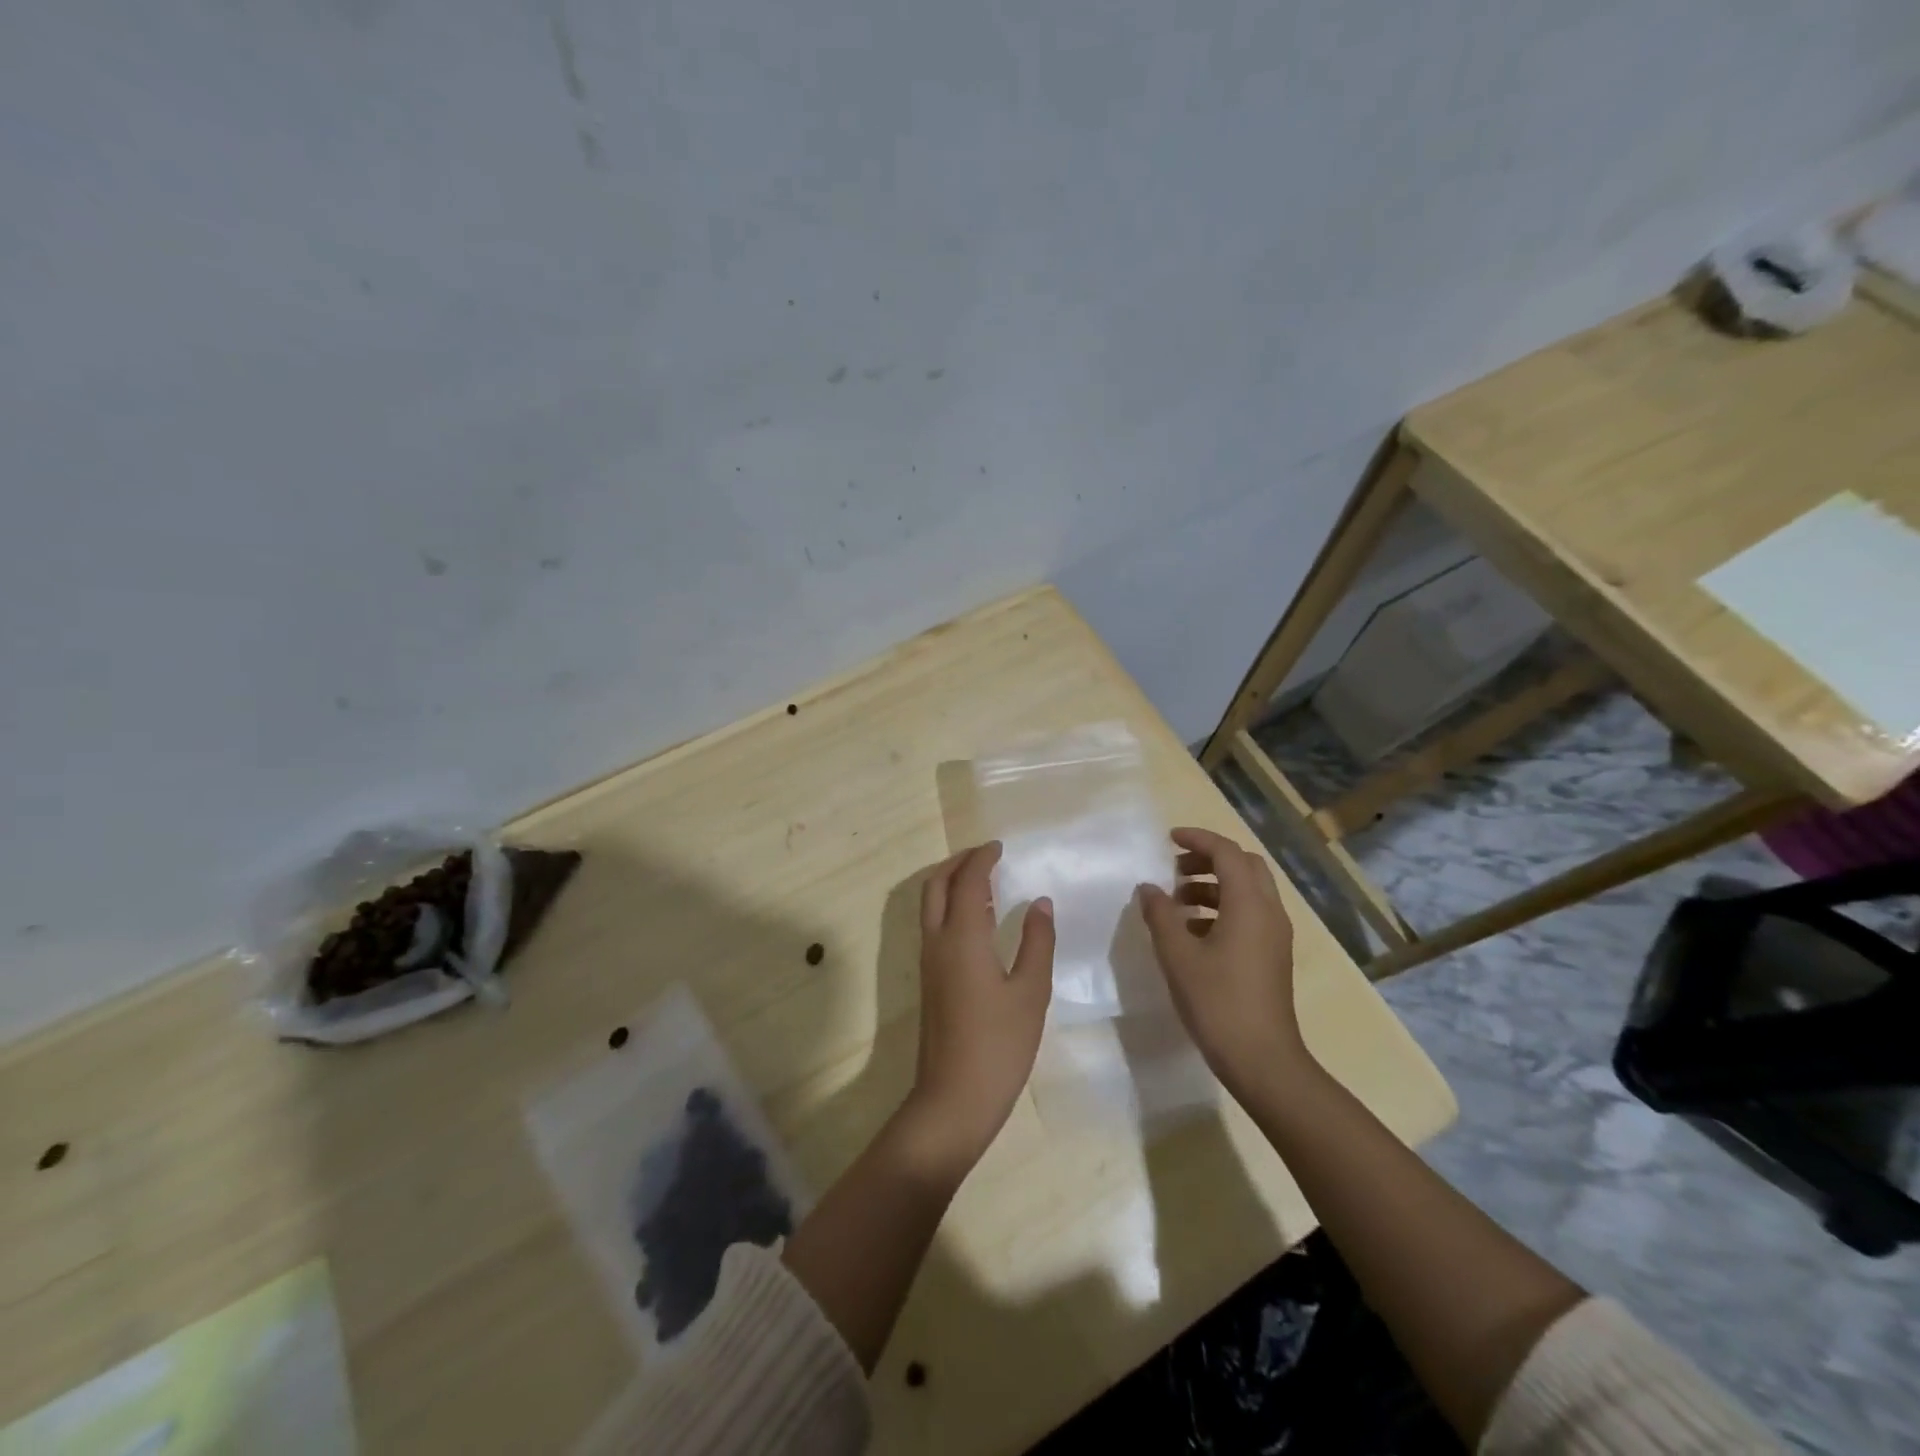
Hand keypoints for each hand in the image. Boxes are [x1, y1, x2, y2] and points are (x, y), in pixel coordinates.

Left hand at [899, 842, 1054, 1178]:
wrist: (953, 1098)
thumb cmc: (999, 1045)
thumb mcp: (1030, 992)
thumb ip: (1037, 942)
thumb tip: (1040, 903)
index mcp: (962, 938)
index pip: (967, 882)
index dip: (981, 859)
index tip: (998, 847)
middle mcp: (937, 942)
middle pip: (936, 885)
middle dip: (957, 863)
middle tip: (985, 856)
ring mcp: (928, 962)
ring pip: (930, 905)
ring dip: (951, 883)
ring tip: (983, 881)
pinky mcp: (928, 980)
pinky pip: (933, 925)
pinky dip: (950, 907)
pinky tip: (977, 921)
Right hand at [1136, 826, 1305, 1099]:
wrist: (1262, 1060)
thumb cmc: (1217, 1002)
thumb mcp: (1177, 955)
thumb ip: (1160, 915)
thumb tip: (1149, 888)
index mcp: (1249, 904)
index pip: (1227, 852)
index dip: (1198, 839)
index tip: (1169, 839)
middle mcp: (1269, 912)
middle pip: (1244, 866)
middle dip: (1209, 859)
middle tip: (1175, 869)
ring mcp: (1275, 935)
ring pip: (1247, 891)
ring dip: (1213, 885)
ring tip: (1177, 903)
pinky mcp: (1272, 955)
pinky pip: (1249, 914)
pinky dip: (1222, 908)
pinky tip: (1193, 932)